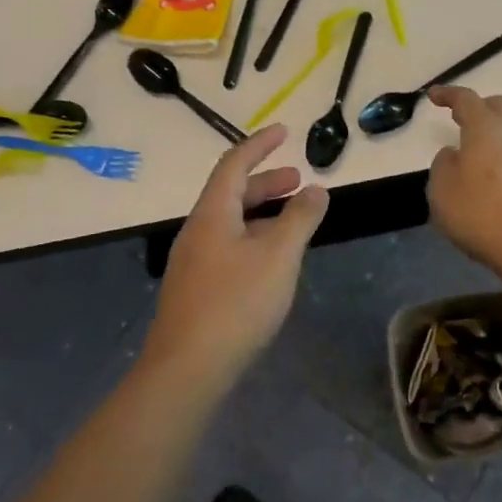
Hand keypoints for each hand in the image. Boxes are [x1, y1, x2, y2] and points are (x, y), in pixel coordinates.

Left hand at [145, 123, 328, 386]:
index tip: (284, 131)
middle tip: (298, 181)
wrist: (186, 370)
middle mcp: (197, 231)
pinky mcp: (196, 290)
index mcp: (212, 214)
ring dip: (261, 214)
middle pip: (231, 193)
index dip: (259, 144)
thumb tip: (316, 189)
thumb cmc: (236, 303)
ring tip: (293, 222)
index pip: (234, 164)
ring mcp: (193, 262)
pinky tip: (271, 263)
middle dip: (266, 182)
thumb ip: (300, 219)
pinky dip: (253, 239)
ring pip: (230, 223)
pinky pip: (227, 248)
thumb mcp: (278, 256)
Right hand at [427, 86, 501, 275]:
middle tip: (457, 118)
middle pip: (497, 107)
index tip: (432, 96)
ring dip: (487, 136)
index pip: (467, 99)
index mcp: (485, 128)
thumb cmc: (478, 210)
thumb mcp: (442, 187)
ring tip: (466, 154)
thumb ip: (443, 164)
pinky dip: (496, 157)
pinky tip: (482, 178)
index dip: (448, 94)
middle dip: (477, 107)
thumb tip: (455, 155)